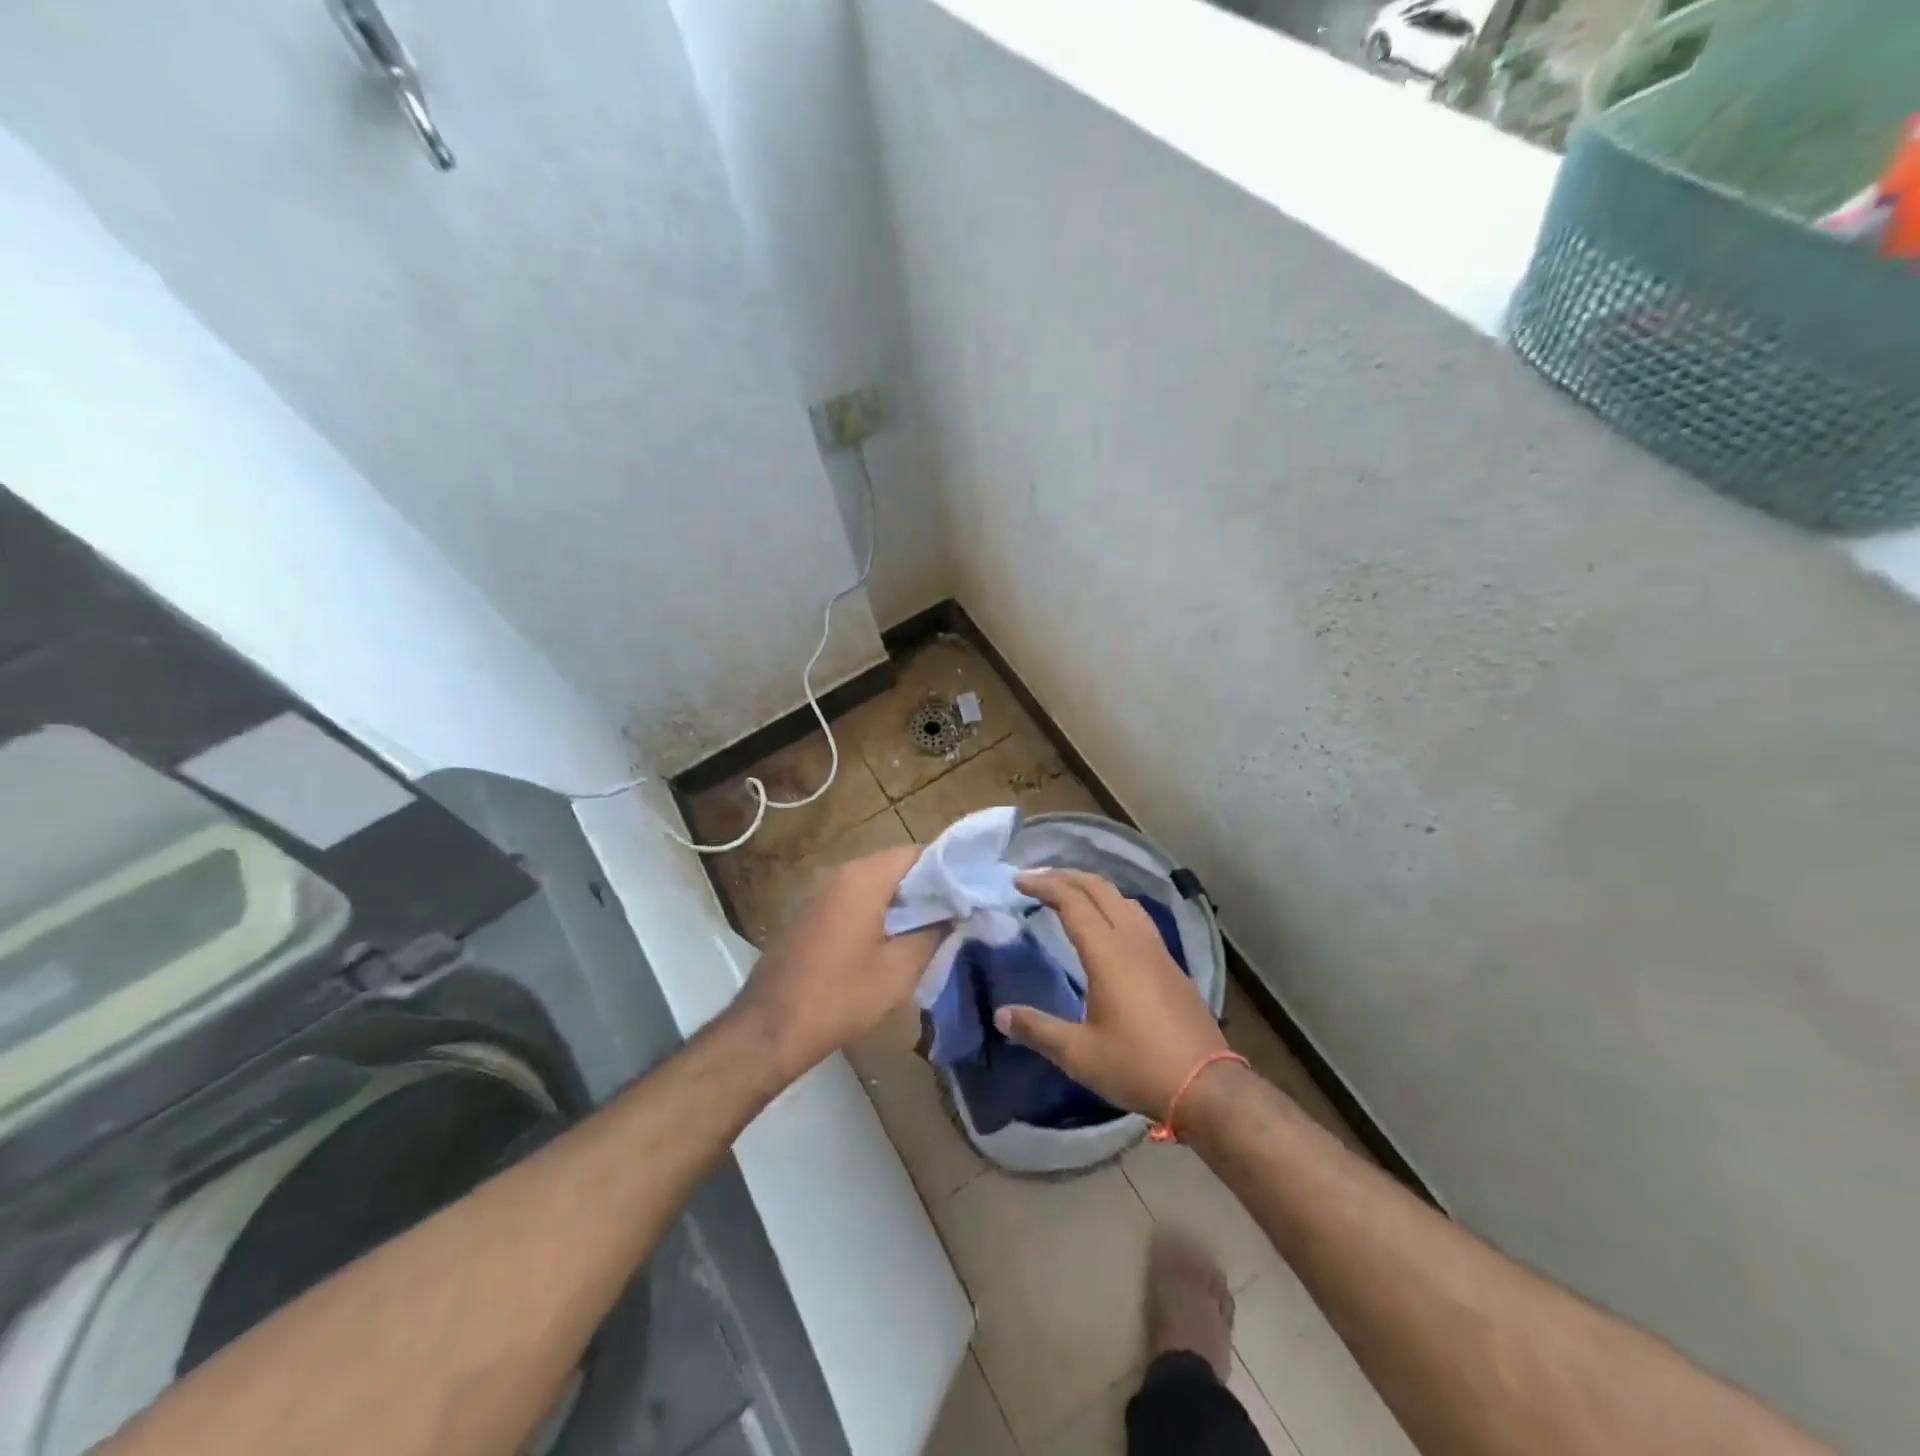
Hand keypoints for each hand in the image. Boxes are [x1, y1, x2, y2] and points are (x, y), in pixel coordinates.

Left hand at [734, 845, 942, 1082]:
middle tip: (950, 917)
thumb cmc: (841, 996)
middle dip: (923, 889)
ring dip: (898, 902)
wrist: (770, 1028)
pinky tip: (885, 943)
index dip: (945, 872)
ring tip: (924, 932)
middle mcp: (838, 872)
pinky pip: (850, 899)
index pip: (916, 853)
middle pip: (893, 866)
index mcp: (863, 877)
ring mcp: (818, 891)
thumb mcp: (900, 969)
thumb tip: (954, 913)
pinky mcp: (806, 912)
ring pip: (871, 883)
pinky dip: (873, 911)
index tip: (965, 897)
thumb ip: (934, 932)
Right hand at [994, 869, 1228, 1118]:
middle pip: (1099, 888)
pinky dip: (1113, 905)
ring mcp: (1157, 950)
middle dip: (1066, 876)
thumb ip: (1038, 1029)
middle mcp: (1133, 940)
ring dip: (1092, 888)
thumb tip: (1001, 1014)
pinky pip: (1137, 917)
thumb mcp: (1079, 1054)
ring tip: (1069, 894)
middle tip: (1037, 879)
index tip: (1018, 882)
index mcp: (1108, 953)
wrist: (1206, 1085)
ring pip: (1122, 899)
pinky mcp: (1171, 964)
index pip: (1072, 901)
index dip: (1044, 886)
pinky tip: (1107, 926)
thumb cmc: (1137, 1066)